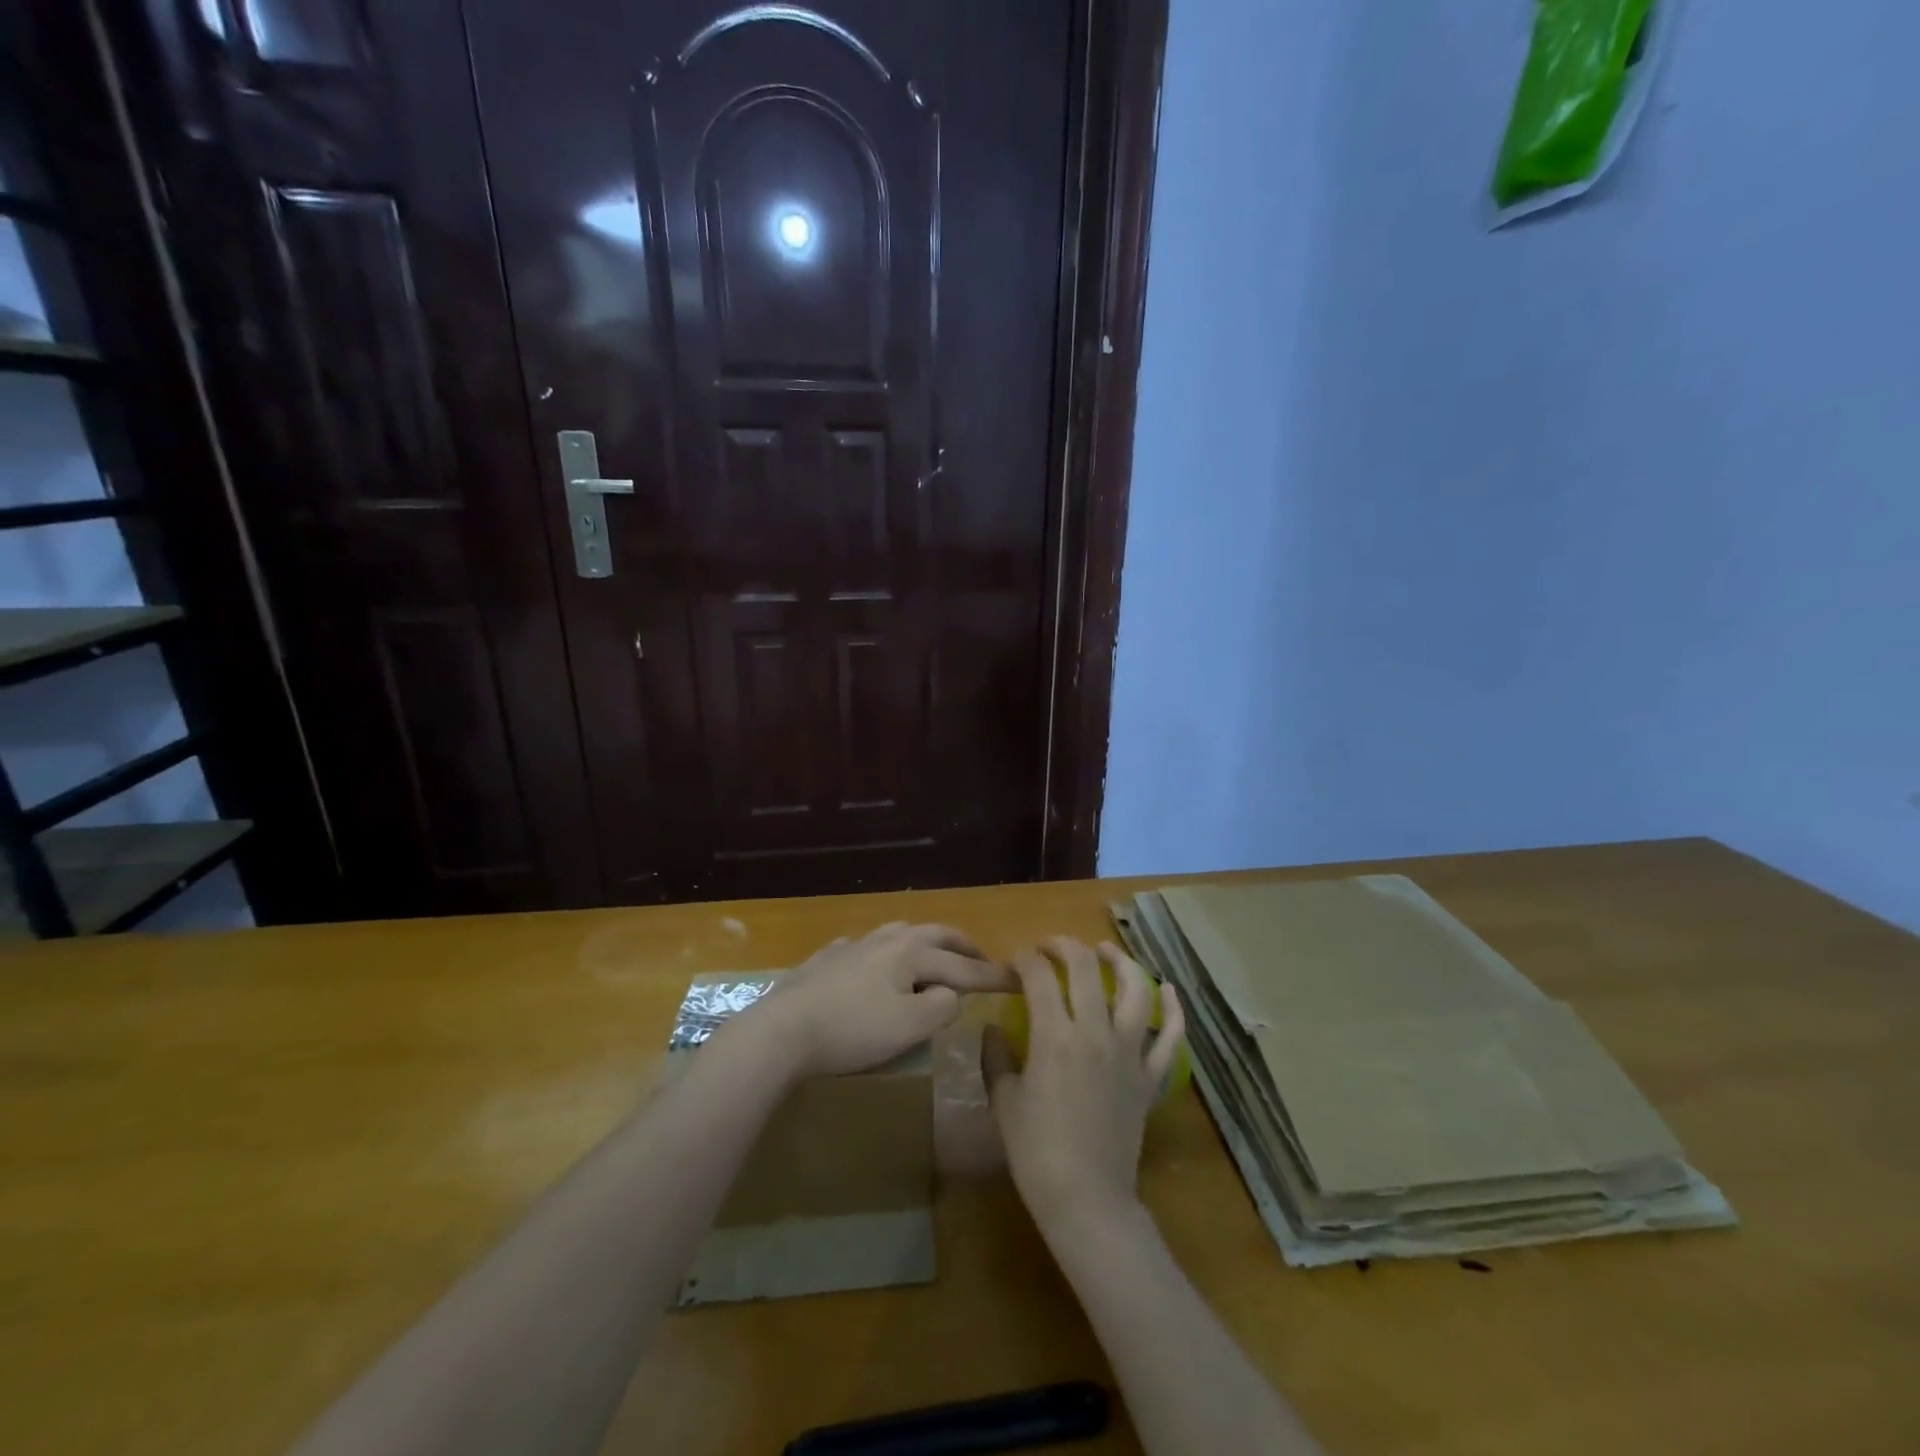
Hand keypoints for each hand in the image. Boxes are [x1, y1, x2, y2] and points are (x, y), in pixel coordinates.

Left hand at [748, 922, 1011, 1077]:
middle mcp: (886, 940)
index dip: (993, 975)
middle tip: (981, 958)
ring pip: (899, 933)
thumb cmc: (852, 1031)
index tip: (1019, 979)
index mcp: (911, 954)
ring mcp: (854, 946)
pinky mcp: (827, 959)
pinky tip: (873, 960)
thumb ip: (940, 1007)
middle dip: (962, 946)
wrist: (782, 1029)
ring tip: (933, 954)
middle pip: (935, 935)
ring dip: (925, 942)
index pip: (963, 966)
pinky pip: (865, 946)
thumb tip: (950, 993)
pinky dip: (883, 951)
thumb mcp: (908, 1027)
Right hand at [982, 938, 1184, 1237]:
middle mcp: (1095, 1032)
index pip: (1040, 977)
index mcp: (1054, 1036)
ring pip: (1135, 990)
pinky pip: (1170, 1038)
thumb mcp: (1003, 1101)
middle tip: (1050, 947)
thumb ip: (995, 1056)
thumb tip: (992, 1027)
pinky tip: (1169, 990)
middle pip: (1085, 969)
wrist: (1087, 1200)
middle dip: (1065, 947)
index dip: (1026, 959)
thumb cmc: (1036, 1153)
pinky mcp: (1150, 1076)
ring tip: (1105, 950)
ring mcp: (1129, 1052)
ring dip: (1121, 961)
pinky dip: (1173, 1011)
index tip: (1017, 960)